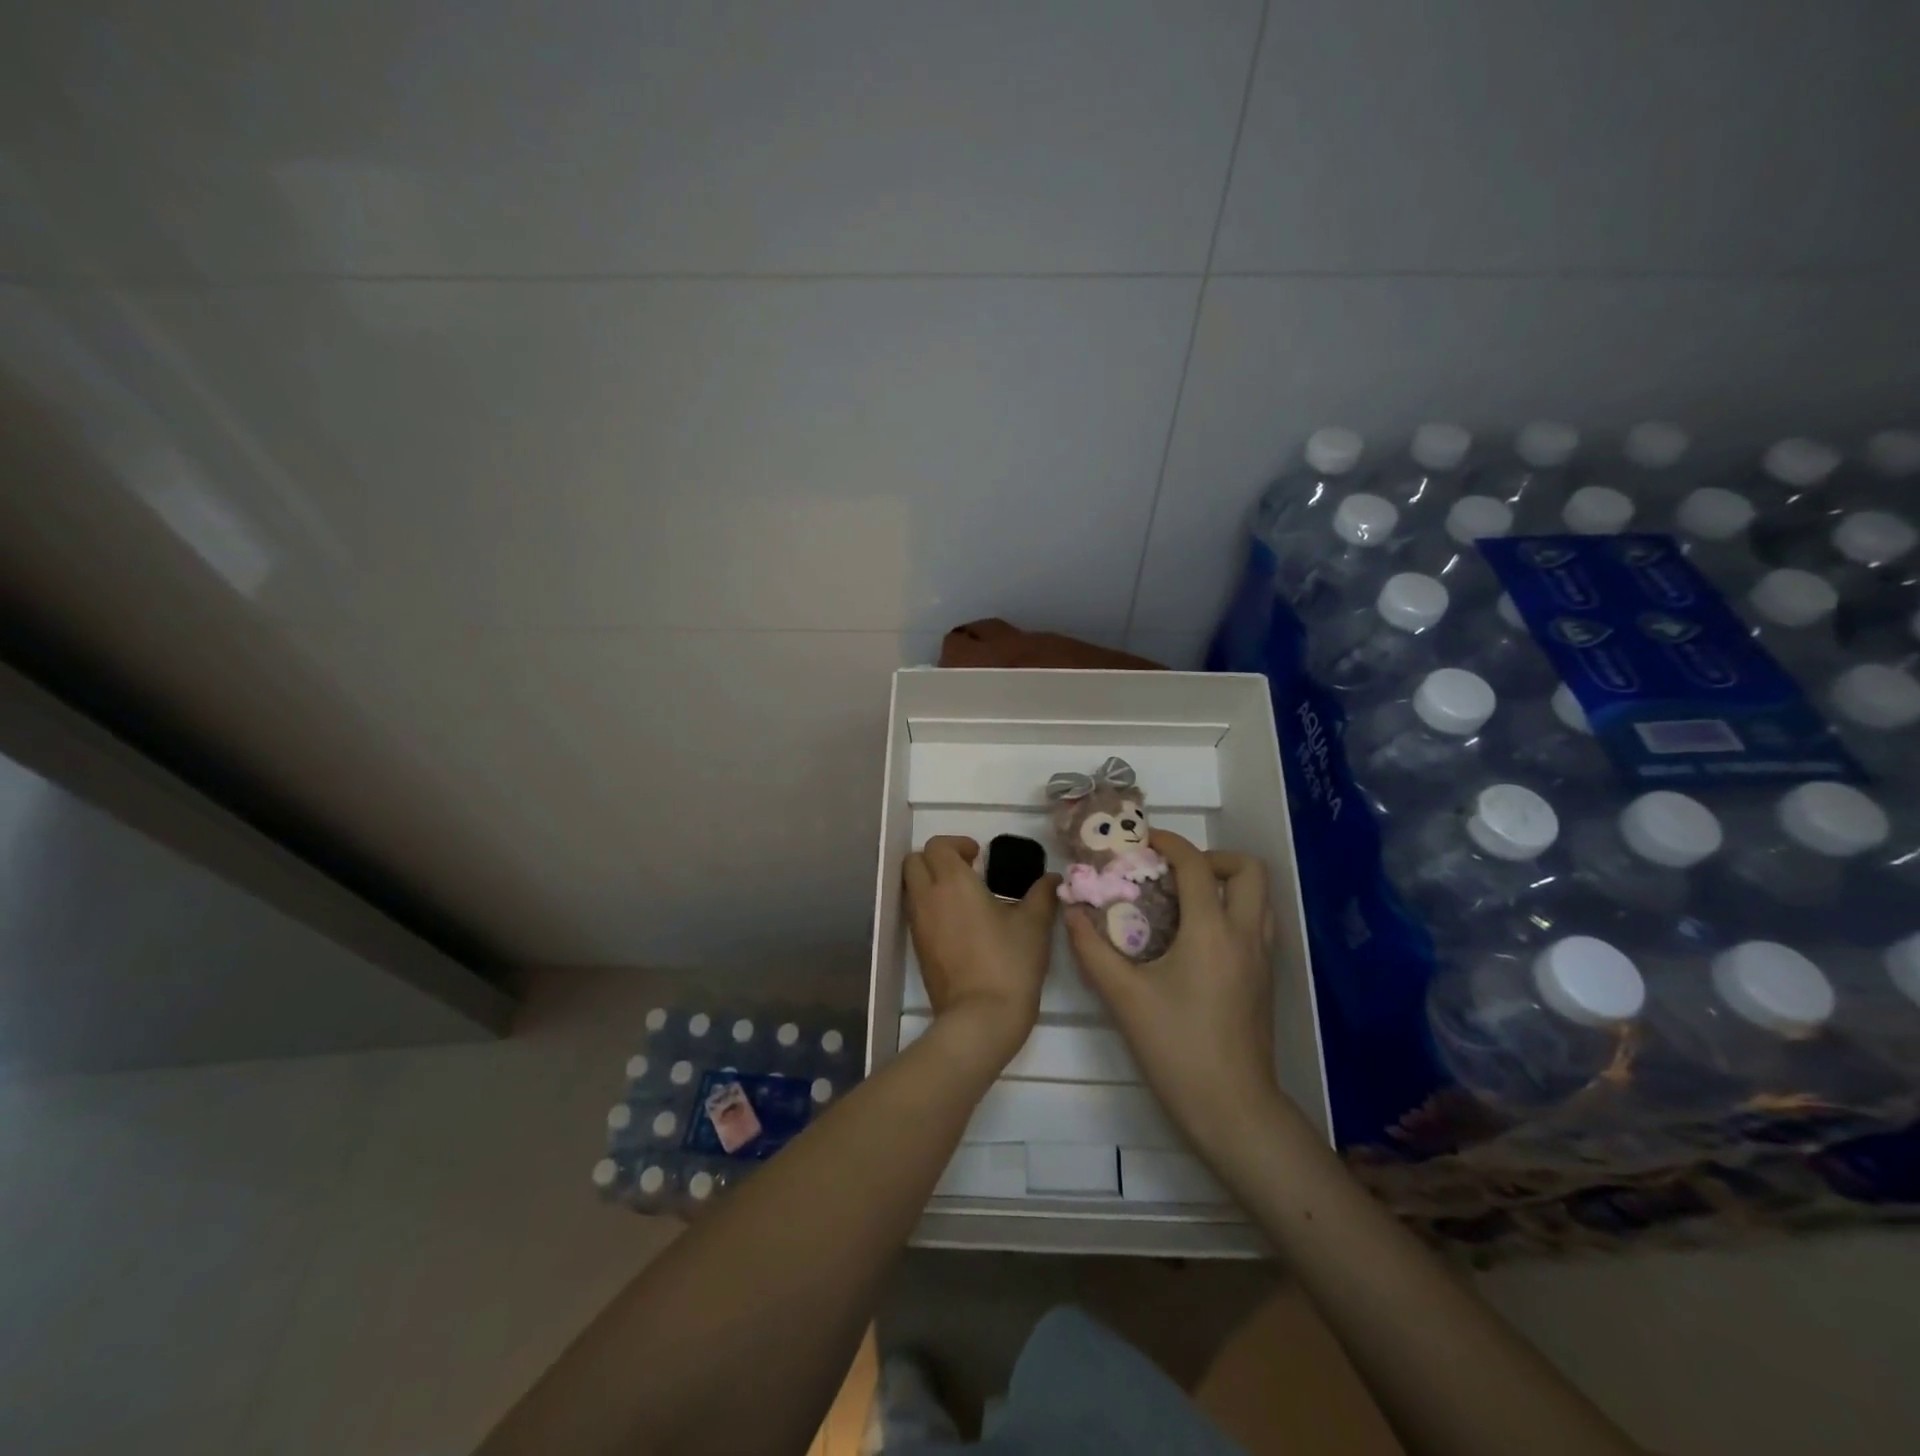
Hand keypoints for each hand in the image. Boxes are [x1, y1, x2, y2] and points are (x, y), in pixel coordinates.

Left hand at [904, 836, 1059, 1070]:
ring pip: (911, 887)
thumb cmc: (1009, 964)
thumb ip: (1042, 894)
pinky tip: (958, 922)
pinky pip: (915, 912)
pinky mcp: (917, 948)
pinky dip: (929, 905)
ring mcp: (918, 924)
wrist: (981, 1018)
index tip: (979, 856)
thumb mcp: (1034, 925)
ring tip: (963, 896)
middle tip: (966, 870)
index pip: (937, 845)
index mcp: (953, 883)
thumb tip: (1052, 878)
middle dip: (936, 858)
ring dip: (930, 881)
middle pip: (914, 861)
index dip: (957, 844)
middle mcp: (928, 898)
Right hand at [1064, 831, 1277, 1156]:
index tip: (1145, 842)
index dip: (1171, 843)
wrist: (1232, 1107)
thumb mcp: (1124, 997)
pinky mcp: (1265, 978)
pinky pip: (1257, 922)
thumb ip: (1092, 950)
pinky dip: (1232, 910)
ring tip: (1185, 901)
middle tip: (1175, 875)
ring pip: (1260, 896)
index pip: (1197, 865)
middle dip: (1212, 859)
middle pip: (1248, 869)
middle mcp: (1245, 934)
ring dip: (1225, 883)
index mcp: (1211, 931)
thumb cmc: (1176, 1047)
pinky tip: (1197, 938)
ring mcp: (1262, 957)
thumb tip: (1071, 912)